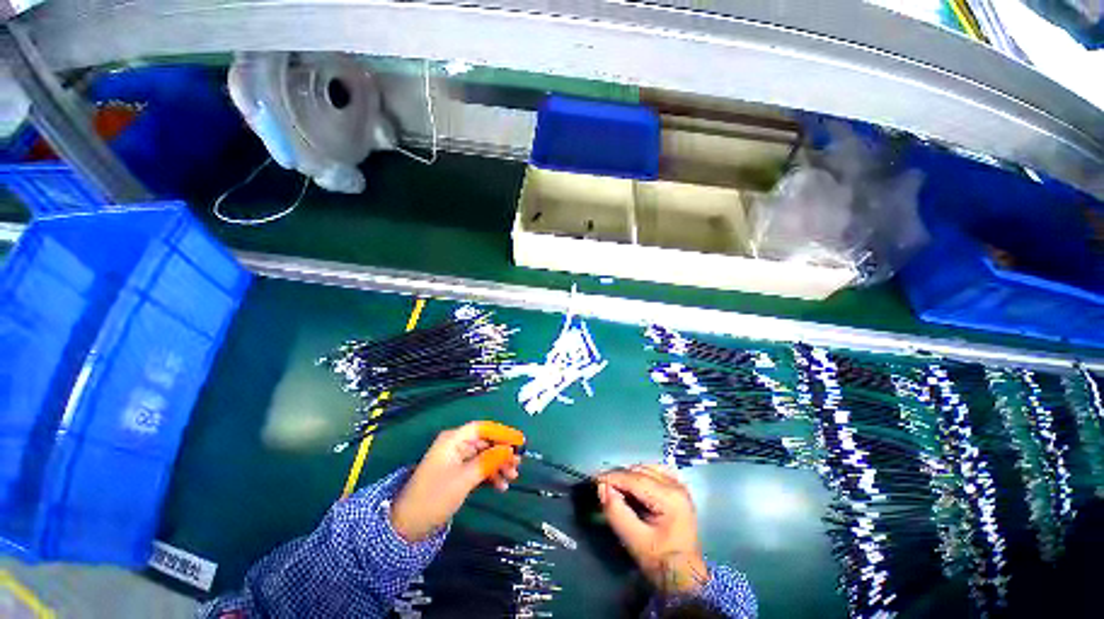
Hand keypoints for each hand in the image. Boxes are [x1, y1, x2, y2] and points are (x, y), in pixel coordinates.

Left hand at [391, 421, 523, 541]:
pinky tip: (500, 486)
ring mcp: (456, 458)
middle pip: (485, 442)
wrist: (407, 527)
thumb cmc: (434, 497)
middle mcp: (456, 445)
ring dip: (499, 464)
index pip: (483, 428)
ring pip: (484, 455)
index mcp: (453, 439)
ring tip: (512, 477)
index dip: (503, 433)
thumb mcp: (464, 479)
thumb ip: (488, 462)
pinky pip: (479, 467)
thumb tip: (509, 450)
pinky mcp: (457, 472)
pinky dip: (490, 474)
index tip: (520, 441)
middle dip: (502, 452)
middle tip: (518, 464)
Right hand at [597, 464, 708, 594]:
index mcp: (670, 497)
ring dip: (629, 476)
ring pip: (646, 468)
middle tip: (603, 488)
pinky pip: (655, 472)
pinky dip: (640, 475)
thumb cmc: (662, 563)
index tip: (594, 481)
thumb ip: (617, 513)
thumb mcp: (635, 541)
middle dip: (619, 477)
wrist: (686, 579)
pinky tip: (633, 486)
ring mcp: (679, 486)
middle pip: (640, 471)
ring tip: (616, 489)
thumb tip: (601, 487)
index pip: (635, 478)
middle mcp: (676, 485)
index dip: (612, 477)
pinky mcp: (678, 490)